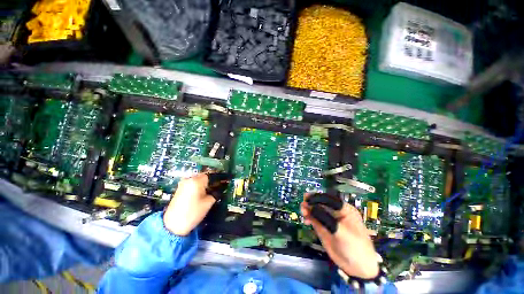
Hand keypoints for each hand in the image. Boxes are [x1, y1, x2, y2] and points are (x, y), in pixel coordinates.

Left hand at [163, 173, 215, 235]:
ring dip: (202, 185)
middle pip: (202, 177)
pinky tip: (198, 195)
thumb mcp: (208, 203)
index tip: (220, 183)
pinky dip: (196, 188)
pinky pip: (190, 185)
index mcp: (196, 181)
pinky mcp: (178, 190)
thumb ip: (215, 193)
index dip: (215, 179)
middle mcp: (188, 179)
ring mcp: (182, 184)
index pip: (209, 175)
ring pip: (196, 181)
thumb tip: (218, 190)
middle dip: (208, 182)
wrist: (173, 225)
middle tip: (214, 189)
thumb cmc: (193, 212)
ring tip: (206, 193)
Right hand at [301, 194, 379, 278]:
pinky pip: (314, 219)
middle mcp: (335, 213)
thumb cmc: (355, 246)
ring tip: (303, 212)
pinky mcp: (323, 227)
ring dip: (308, 209)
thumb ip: (326, 218)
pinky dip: (308, 217)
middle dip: (311, 202)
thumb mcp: (341, 231)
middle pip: (321, 203)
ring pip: (316, 210)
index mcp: (344, 210)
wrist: (356, 267)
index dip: (318, 197)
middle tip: (303, 204)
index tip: (308, 198)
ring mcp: (328, 220)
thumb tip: (311, 207)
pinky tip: (305, 220)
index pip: (330, 199)